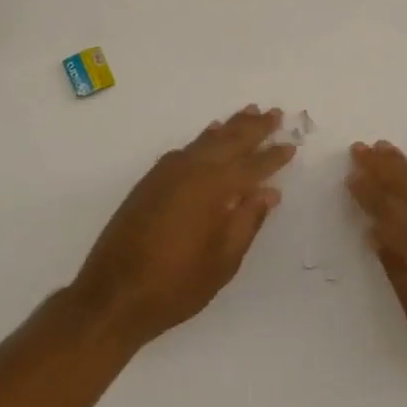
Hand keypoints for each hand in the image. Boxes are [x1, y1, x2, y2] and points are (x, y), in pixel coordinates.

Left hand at [72, 107, 295, 346]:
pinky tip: (211, 135)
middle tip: (274, 113)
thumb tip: (268, 192)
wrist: (114, 294)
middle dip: (254, 128)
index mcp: (215, 188)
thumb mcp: (223, 260)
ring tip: (248, 112)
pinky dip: (204, 139)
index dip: (274, 156)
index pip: (253, 166)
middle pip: (230, 141)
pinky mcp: (152, 180)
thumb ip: (247, 221)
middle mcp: (193, 170)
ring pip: (207, 140)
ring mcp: (168, 172)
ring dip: (230, 127)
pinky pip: (187, 148)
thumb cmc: (176, 284)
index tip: (292, 144)